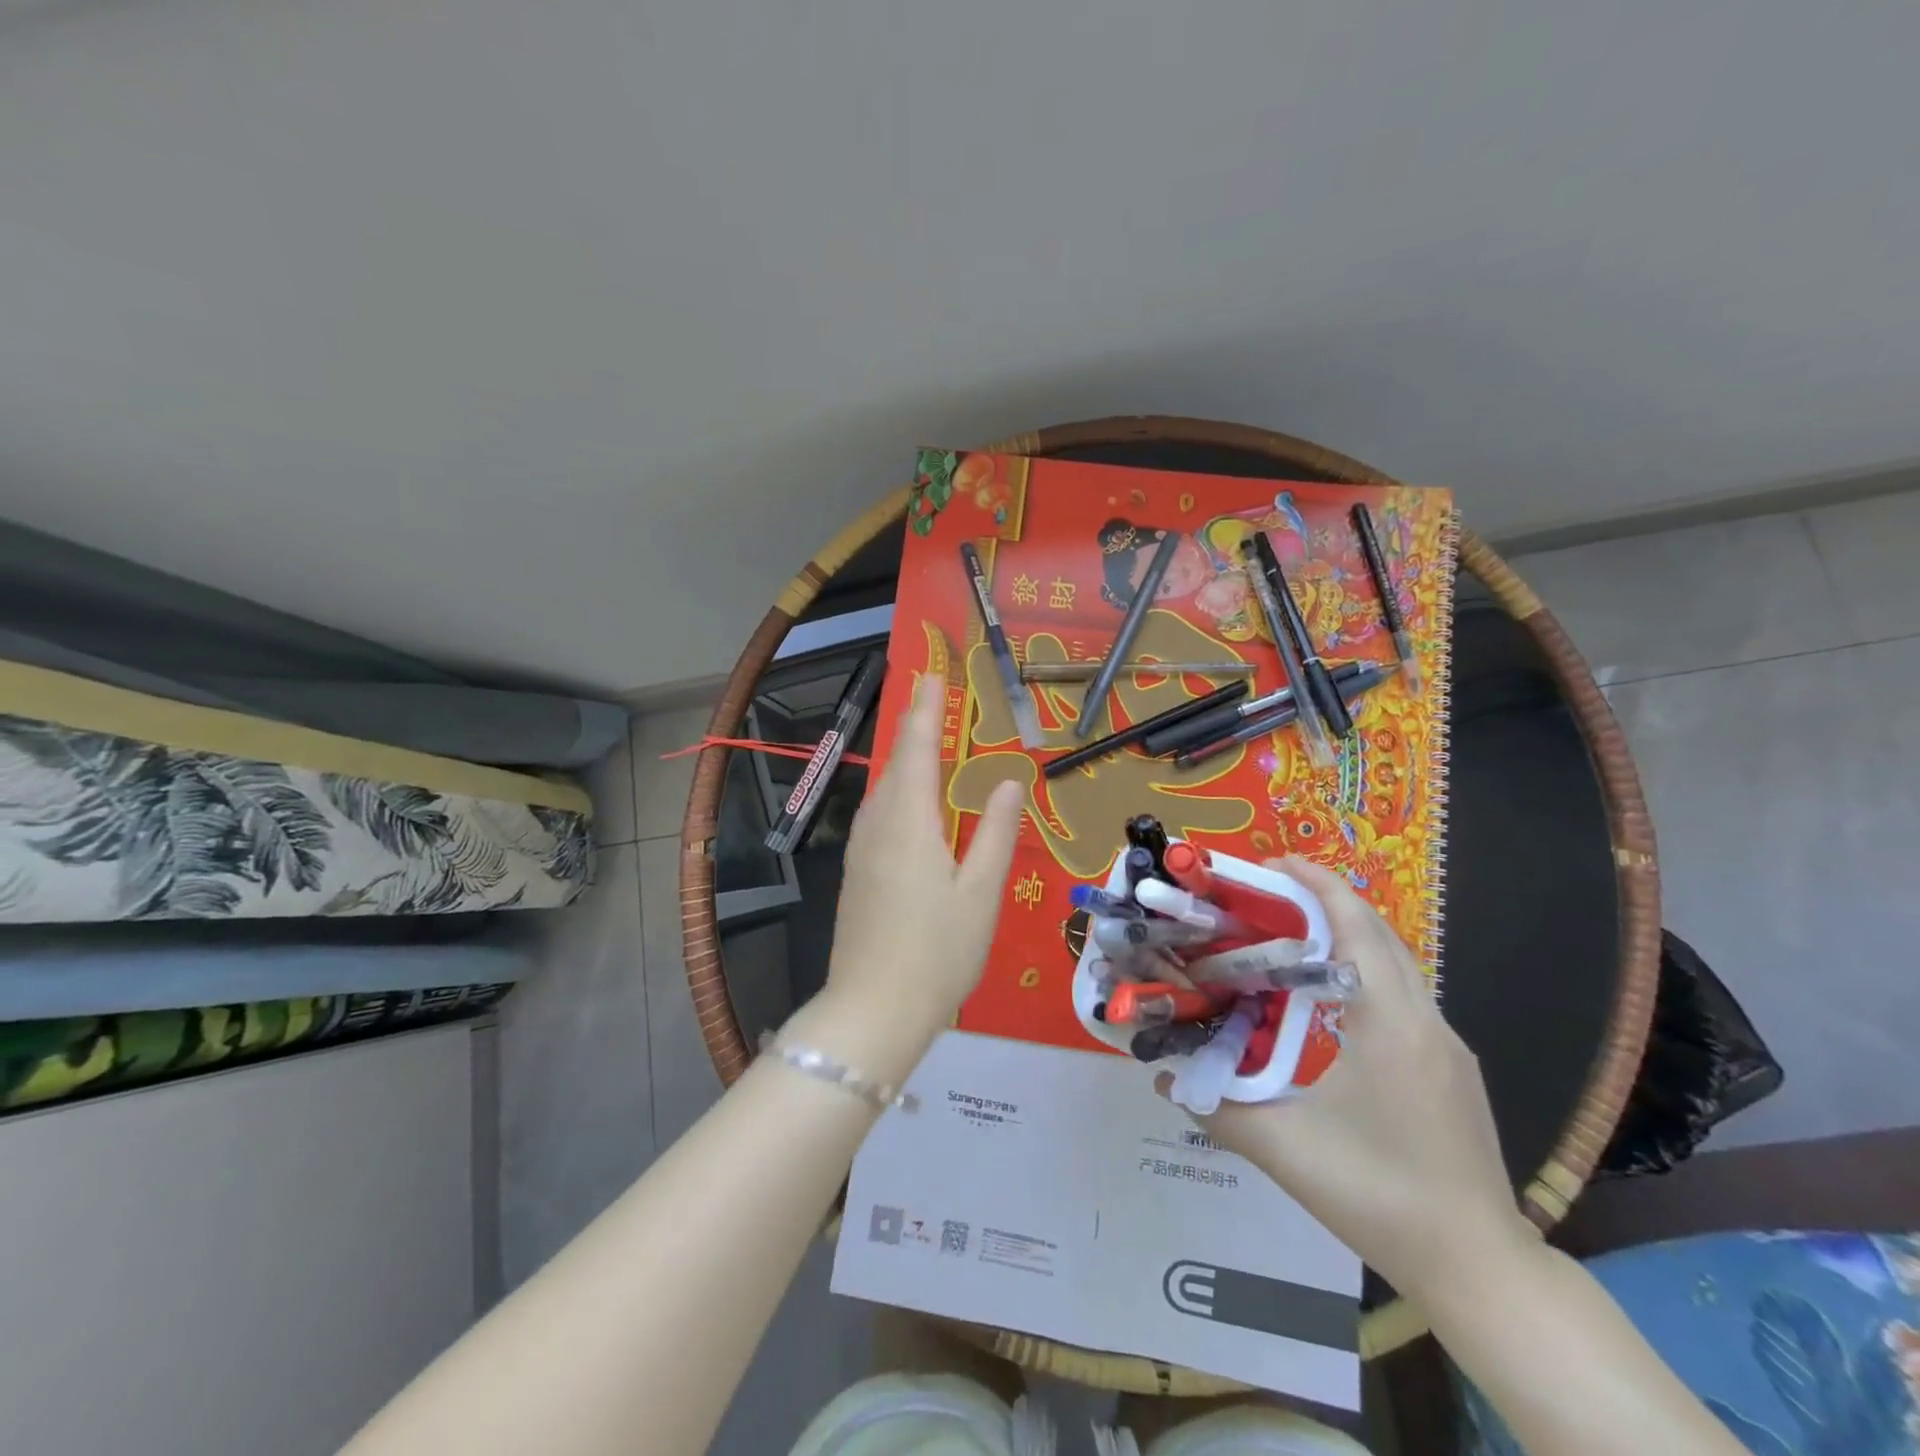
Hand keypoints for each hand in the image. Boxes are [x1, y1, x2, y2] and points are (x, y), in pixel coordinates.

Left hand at [823, 672, 1023, 1035]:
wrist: (873, 1010)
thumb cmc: (938, 951)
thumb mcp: (981, 892)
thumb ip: (996, 832)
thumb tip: (1010, 782)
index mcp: (910, 820)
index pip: (919, 747)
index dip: (927, 709)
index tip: (933, 674)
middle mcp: (879, 824)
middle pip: (897, 762)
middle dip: (914, 725)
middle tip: (932, 695)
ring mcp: (862, 849)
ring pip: (884, 788)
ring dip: (905, 758)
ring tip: (925, 738)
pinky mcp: (857, 872)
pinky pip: (879, 813)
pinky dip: (898, 790)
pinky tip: (910, 802)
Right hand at [1171, 856, 1533, 1301]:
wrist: (1480, 1268)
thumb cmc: (1379, 1196)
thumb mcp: (1284, 1150)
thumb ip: (1216, 1107)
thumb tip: (1161, 1077)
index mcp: (1388, 1025)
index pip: (1357, 928)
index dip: (1317, 886)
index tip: (1273, 864)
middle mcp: (1425, 1022)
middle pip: (1380, 935)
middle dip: (1328, 900)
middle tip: (1270, 893)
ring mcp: (1447, 1045)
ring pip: (1398, 964)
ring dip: (1350, 934)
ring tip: (1293, 933)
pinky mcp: (1452, 1069)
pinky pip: (1406, 995)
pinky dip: (1366, 969)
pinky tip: (1332, 997)